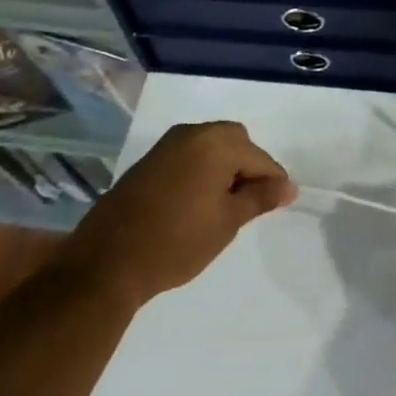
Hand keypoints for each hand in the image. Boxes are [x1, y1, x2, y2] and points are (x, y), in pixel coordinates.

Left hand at [60, 121, 295, 309]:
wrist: (107, 262)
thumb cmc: (176, 242)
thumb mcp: (227, 222)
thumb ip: (260, 198)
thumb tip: (288, 186)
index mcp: (216, 142)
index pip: (259, 157)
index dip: (273, 181)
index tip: (280, 203)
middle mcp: (192, 132)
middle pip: (236, 141)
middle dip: (248, 167)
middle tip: (251, 204)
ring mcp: (167, 144)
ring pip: (211, 146)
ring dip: (224, 167)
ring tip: (225, 206)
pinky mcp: (150, 160)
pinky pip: (189, 154)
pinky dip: (202, 170)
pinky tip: (198, 202)